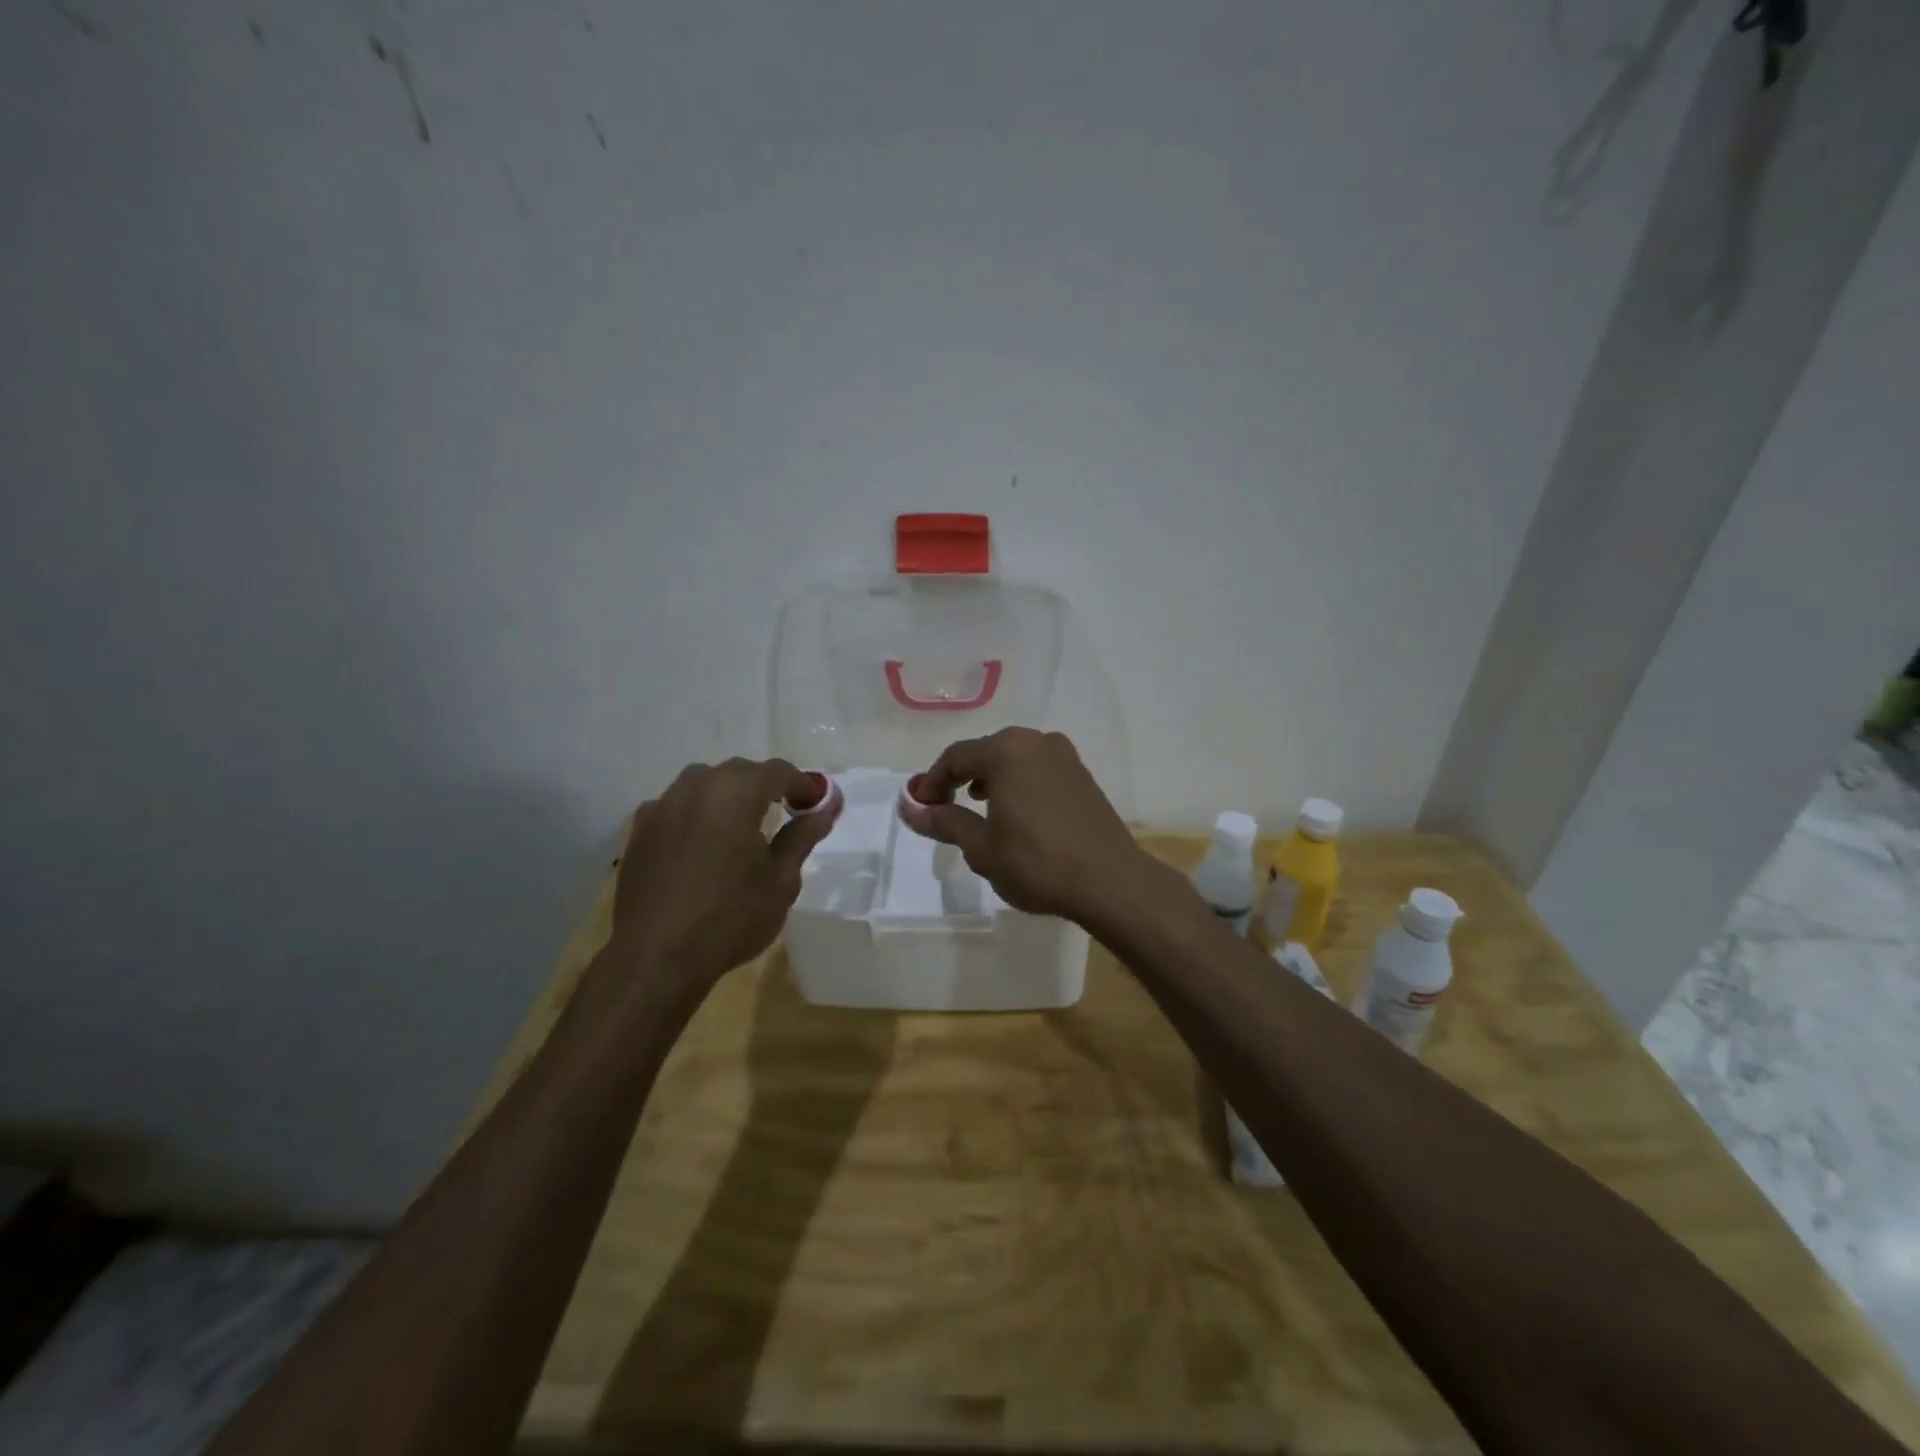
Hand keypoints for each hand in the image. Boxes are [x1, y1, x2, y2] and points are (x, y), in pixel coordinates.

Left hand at [612, 758, 836, 993]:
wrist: (656, 958)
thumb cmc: (730, 917)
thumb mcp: (781, 880)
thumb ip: (803, 836)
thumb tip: (825, 809)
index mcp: (734, 792)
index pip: (778, 771)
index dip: (804, 786)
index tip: (819, 807)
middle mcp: (695, 787)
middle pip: (740, 772)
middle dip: (767, 788)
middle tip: (788, 815)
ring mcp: (661, 807)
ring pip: (704, 785)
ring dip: (730, 797)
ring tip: (744, 828)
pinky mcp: (639, 831)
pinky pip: (678, 808)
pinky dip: (698, 815)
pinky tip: (704, 845)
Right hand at [897, 728, 1155, 923]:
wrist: (1109, 881)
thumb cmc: (1036, 862)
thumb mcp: (981, 847)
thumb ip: (944, 821)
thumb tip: (908, 807)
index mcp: (1006, 751)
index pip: (956, 757)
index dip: (932, 781)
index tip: (920, 807)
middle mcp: (1036, 742)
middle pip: (986, 752)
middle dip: (961, 778)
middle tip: (944, 808)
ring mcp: (1065, 756)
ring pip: (1014, 759)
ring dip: (991, 779)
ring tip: (978, 808)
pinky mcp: (1083, 775)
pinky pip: (1038, 769)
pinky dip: (1018, 783)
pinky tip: (1017, 813)